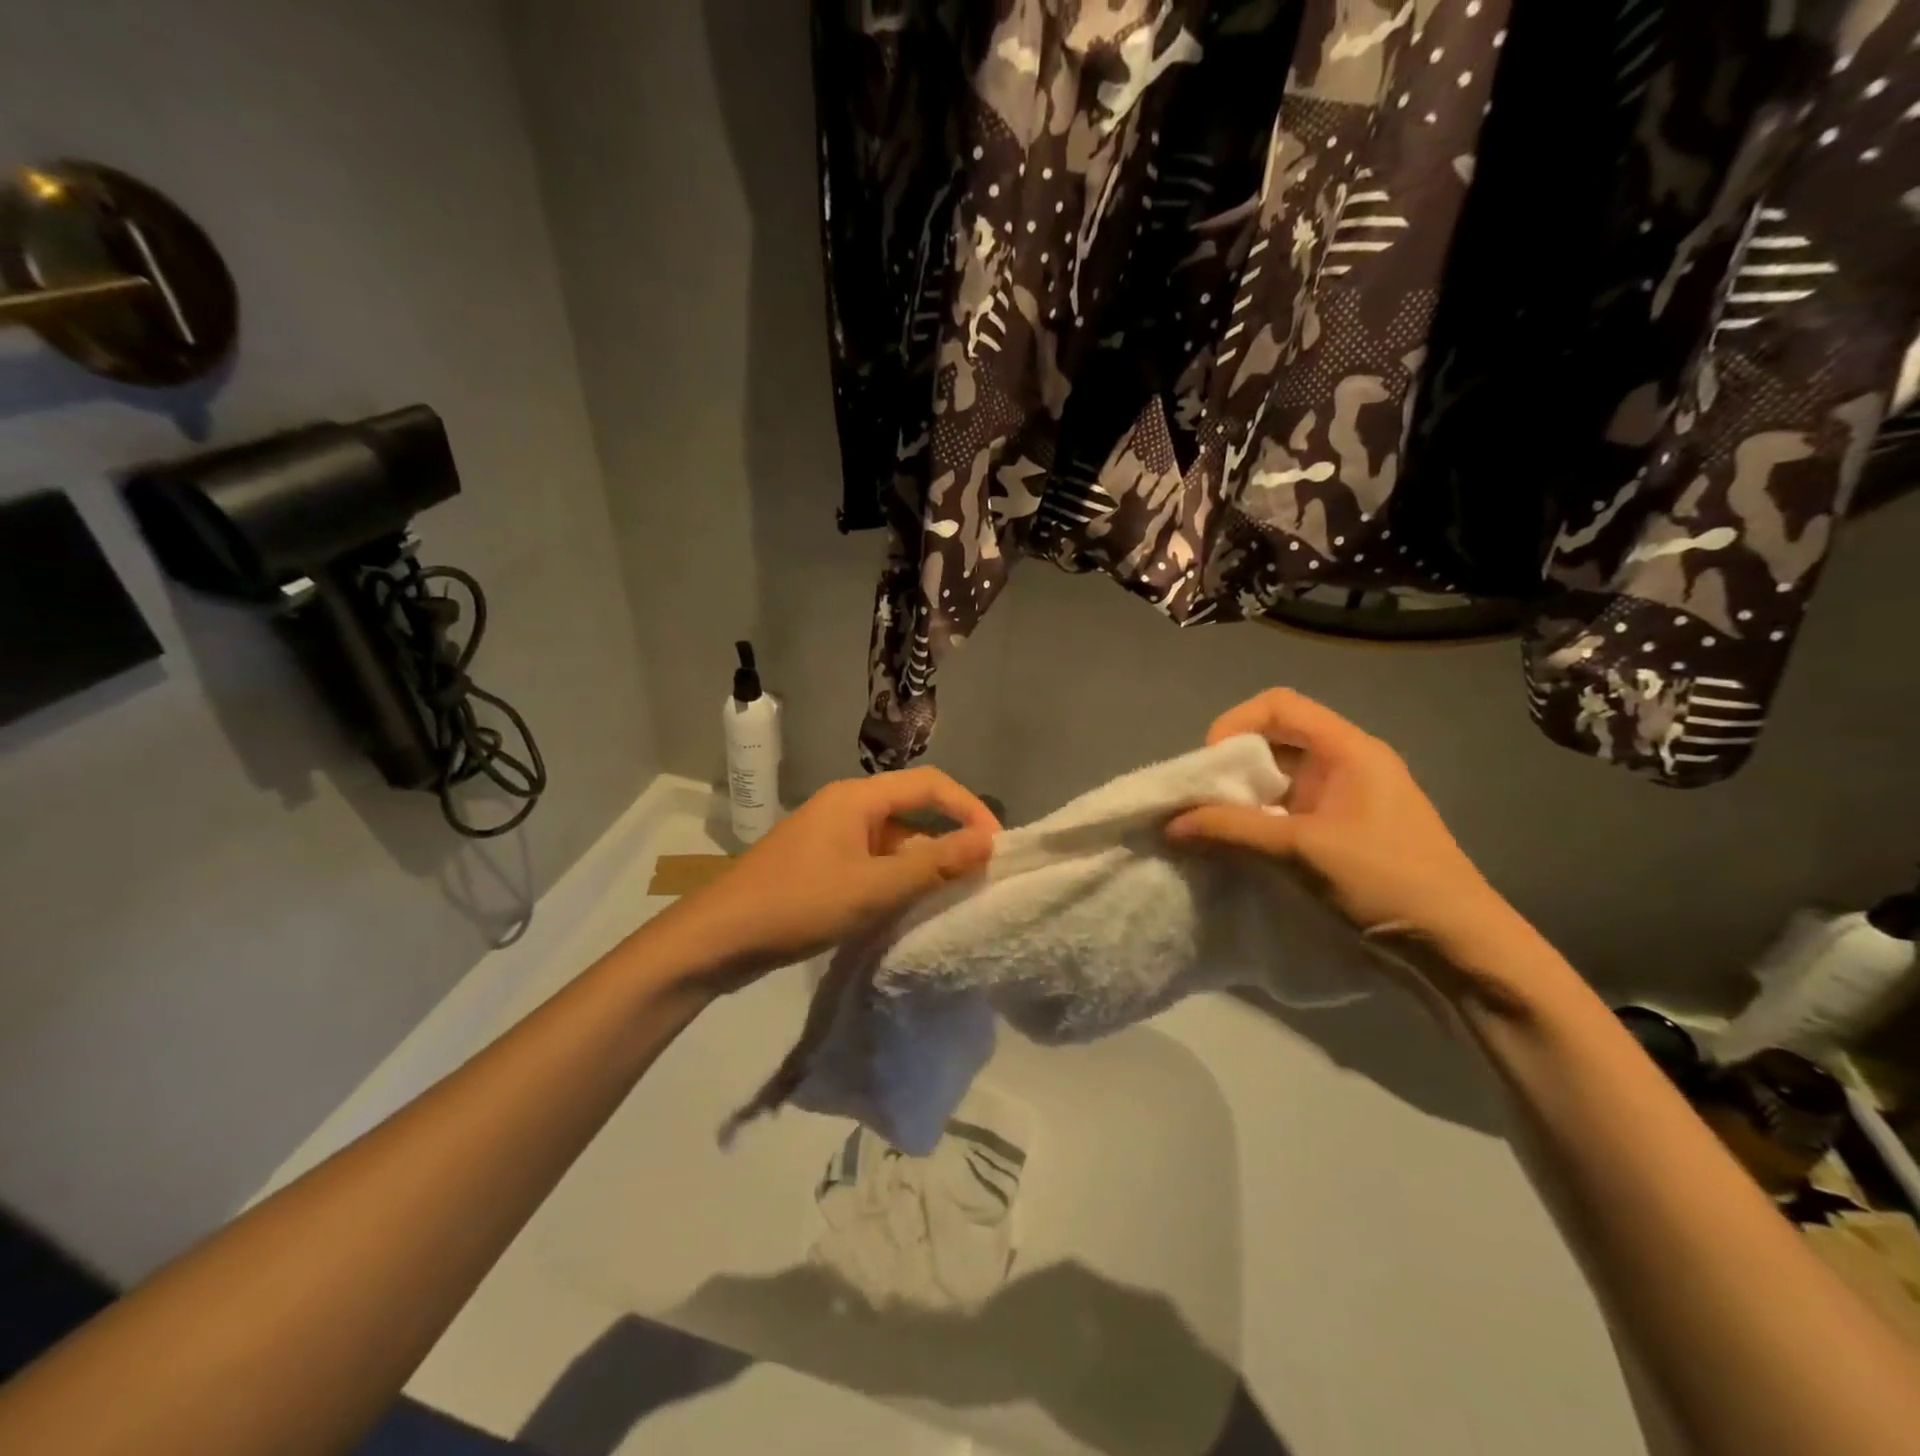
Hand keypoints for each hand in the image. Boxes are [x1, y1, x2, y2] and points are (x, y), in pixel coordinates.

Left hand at [670, 768, 999, 985]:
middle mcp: (845, 808)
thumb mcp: (874, 887)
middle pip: (911, 813)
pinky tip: (902, 913)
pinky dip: (893, 882)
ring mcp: (828, 838)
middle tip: (975, 881)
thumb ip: (934, 863)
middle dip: (946, 843)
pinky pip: (870, 864)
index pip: (930, 784)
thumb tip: (989, 841)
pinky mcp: (817, 866)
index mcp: (857, 798)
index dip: (969, 809)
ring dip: (920, 867)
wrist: (716, 939)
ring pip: (891, 844)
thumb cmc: (799, 904)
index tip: (996, 846)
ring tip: (945, 903)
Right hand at [1165, 689, 1524, 969]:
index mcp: (1348, 749)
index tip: (1209, 766)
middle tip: (1204, 800)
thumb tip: (1169, 824)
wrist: (1457, 944)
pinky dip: (1259, 819)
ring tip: (1215, 826)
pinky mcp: (1344, 829)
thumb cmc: (1385, 880)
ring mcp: (1347, 797)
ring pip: (1280, 777)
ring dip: (1243, 796)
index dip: (1235, 724)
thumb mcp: (1300, 850)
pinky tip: (1242, 846)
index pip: (1279, 705)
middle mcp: (1347, 763)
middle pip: (1276, 739)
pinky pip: (1289, 808)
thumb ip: (1231, 830)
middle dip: (1232, 765)